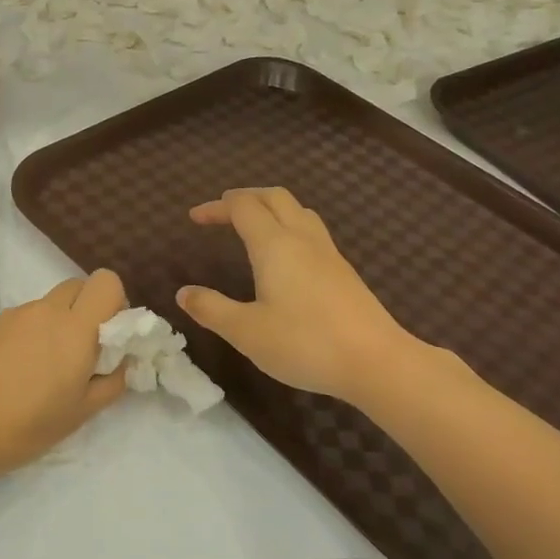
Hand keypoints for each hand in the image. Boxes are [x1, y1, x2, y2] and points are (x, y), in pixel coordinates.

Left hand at [0, 270, 128, 482]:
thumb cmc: (25, 425)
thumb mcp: (80, 413)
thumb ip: (110, 382)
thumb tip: (121, 362)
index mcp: (75, 327)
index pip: (106, 282)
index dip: (114, 302)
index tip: (109, 336)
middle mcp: (46, 310)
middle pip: (77, 285)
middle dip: (88, 309)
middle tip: (83, 351)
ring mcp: (13, 315)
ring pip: (49, 304)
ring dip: (58, 324)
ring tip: (44, 371)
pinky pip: (23, 319)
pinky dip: (31, 334)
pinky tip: (16, 374)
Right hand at [177, 188, 415, 404]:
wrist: (376, 361)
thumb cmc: (305, 344)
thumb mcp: (246, 332)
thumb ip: (212, 309)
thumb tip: (183, 292)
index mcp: (275, 245)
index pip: (242, 207)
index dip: (216, 207)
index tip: (194, 218)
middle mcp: (302, 238)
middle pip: (274, 197)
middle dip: (245, 197)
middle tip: (222, 211)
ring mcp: (328, 253)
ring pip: (297, 210)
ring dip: (270, 208)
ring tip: (252, 225)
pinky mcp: (343, 270)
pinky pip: (311, 230)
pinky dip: (288, 225)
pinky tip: (285, 255)